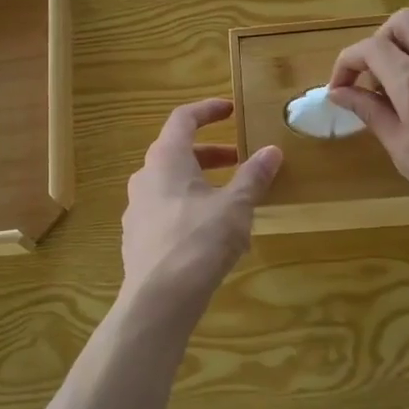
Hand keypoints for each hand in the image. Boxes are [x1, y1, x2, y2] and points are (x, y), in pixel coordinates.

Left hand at [121, 100, 282, 308]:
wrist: (158, 299)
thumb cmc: (198, 241)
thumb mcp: (235, 206)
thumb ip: (253, 176)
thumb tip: (272, 151)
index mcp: (165, 159)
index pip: (183, 119)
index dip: (208, 110)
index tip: (231, 110)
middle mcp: (144, 177)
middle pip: (177, 152)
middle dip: (210, 153)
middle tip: (238, 159)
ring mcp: (136, 209)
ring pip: (171, 184)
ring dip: (200, 183)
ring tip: (231, 199)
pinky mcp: (137, 238)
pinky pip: (165, 210)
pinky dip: (189, 208)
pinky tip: (211, 233)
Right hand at [327, 10, 408, 265]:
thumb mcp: (407, 155)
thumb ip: (373, 115)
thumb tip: (341, 93)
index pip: (371, 48)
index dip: (346, 63)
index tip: (339, 91)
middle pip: (403, 23)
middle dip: (376, 44)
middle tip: (369, 81)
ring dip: (402, 59)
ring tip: (395, 104)